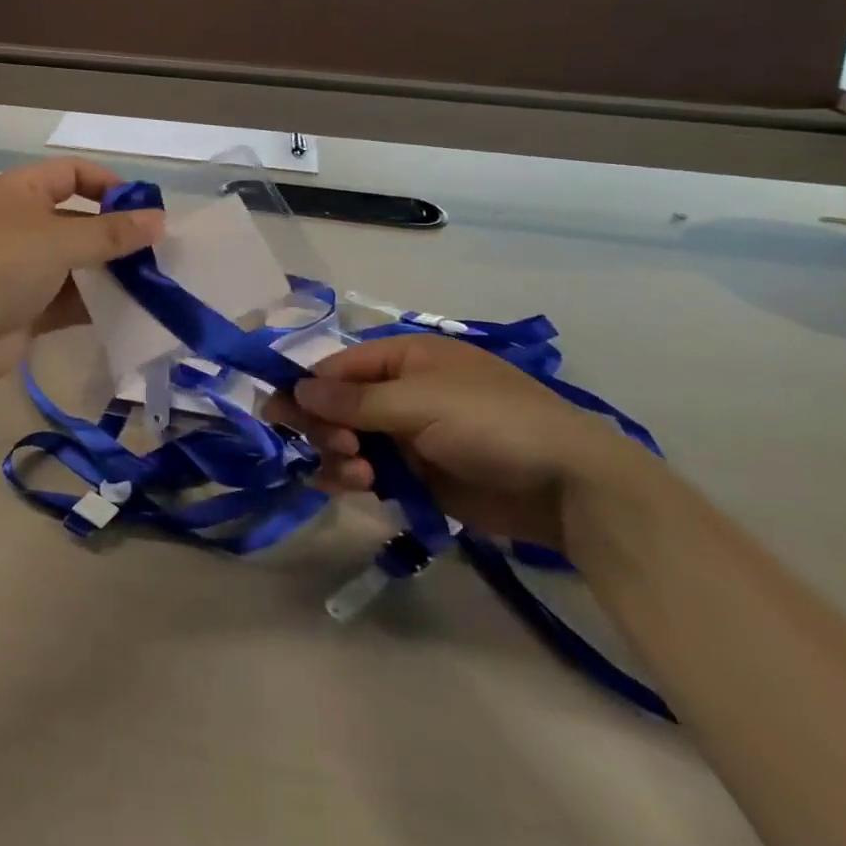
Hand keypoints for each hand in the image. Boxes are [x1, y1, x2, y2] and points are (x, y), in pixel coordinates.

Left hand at [0, 159, 162, 393]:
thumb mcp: (57, 241)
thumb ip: (111, 233)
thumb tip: (160, 219)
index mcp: (19, 191)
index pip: (72, 173)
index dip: (109, 185)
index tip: (146, 209)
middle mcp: (20, 225)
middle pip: (78, 220)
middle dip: (116, 235)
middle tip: (159, 252)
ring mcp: (22, 269)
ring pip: (76, 264)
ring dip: (110, 273)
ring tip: (154, 285)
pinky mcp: (26, 309)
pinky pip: (69, 300)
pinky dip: (95, 304)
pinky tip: (129, 313)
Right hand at [268, 335, 650, 549]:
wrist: (568, 486)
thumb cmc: (492, 423)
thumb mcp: (420, 402)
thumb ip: (355, 400)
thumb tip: (296, 389)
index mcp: (406, 358)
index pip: (340, 367)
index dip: (308, 387)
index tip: (277, 411)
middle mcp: (401, 392)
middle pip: (339, 405)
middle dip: (326, 425)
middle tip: (331, 446)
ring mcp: (409, 435)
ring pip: (350, 440)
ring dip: (340, 453)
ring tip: (355, 473)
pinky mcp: (418, 475)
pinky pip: (370, 471)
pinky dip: (354, 477)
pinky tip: (352, 486)